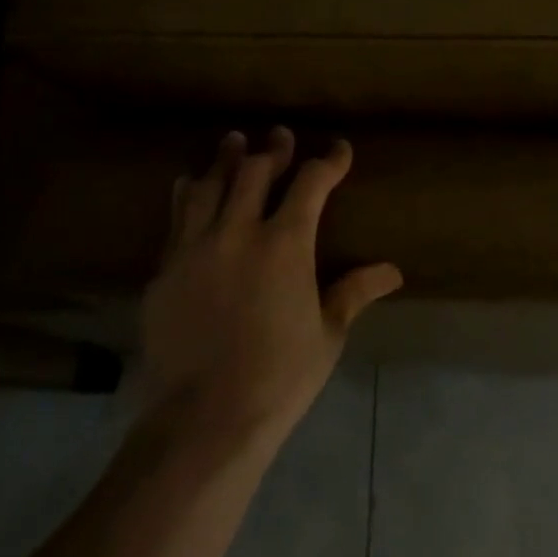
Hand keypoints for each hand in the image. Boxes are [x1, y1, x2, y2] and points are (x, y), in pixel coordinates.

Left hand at [137, 128, 401, 450]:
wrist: (202, 420)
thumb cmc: (279, 377)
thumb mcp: (327, 334)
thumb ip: (354, 292)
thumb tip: (393, 271)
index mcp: (286, 244)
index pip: (311, 184)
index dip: (328, 161)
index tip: (339, 150)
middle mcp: (238, 232)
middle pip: (254, 171)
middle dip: (273, 149)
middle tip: (280, 135)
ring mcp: (194, 249)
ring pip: (209, 185)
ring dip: (225, 159)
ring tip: (233, 141)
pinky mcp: (164, 271)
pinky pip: (176, 218)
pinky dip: (189, 194)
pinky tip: (190, 186)